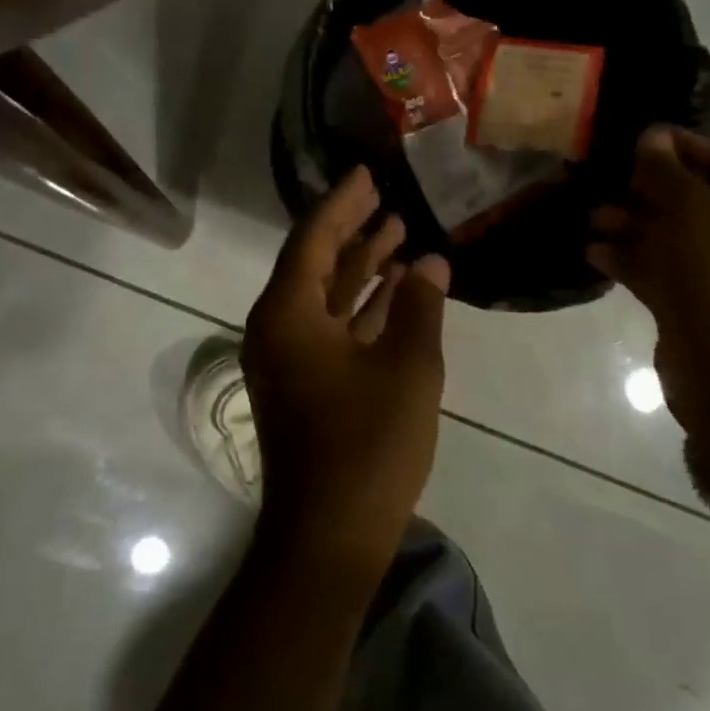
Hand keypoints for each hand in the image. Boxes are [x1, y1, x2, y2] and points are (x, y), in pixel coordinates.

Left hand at [242, 167, 450, 577]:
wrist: (329, 536)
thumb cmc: (367, 444)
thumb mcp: (406, 367)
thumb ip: (419, 307)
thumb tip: (431, 263)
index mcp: (287, 315)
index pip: (313, 239)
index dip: (343, 203)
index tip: (368, 174)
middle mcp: (278, 329)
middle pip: (315, 263)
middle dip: (352, 229)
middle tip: (386, 196)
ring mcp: (290, 359)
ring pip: (326, 296)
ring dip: (361, 267)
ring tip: (399, 233)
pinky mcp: (307, 385)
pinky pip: (333, 328)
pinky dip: (362, 307)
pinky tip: (398, 292)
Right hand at [588, 126, 709, 423]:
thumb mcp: (692, 214)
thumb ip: (668, 173)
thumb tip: (651, 137)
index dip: (682, 147)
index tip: (639, 137)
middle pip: (692, 199)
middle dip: (647, 189)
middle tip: (608, 179)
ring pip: (669, 235)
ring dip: (630, 224)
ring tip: (592, 218)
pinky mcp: (690, 303)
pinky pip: (656, 269)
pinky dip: (627, 258)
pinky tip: (593, 252)